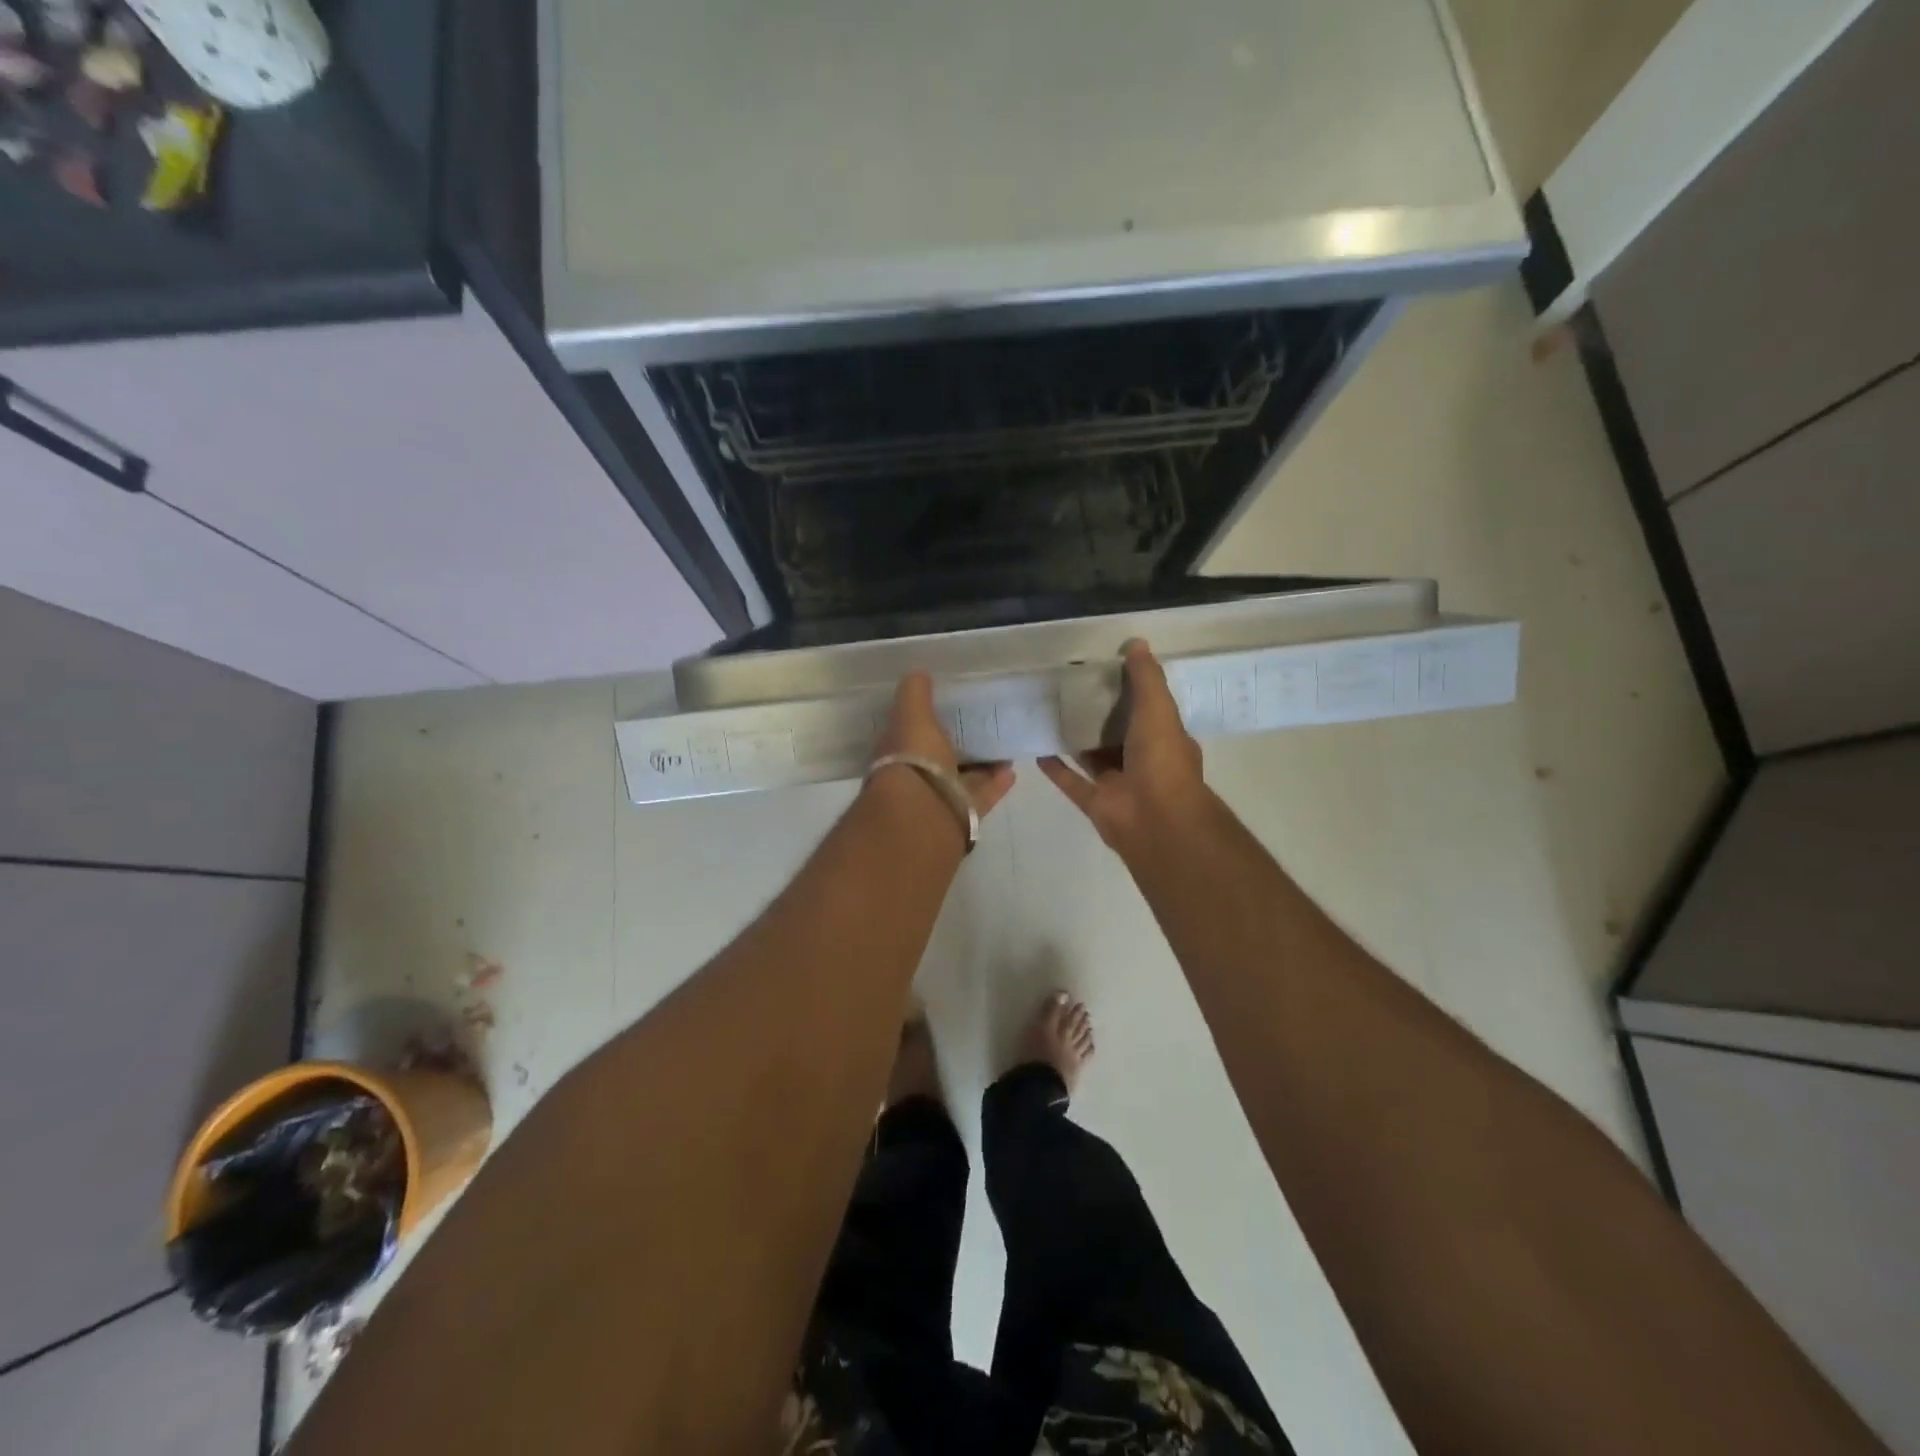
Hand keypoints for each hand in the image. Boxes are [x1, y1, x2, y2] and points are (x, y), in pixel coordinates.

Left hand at [872, 672, 1016, 818]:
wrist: (924, 810)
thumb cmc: (912, 757)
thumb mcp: (911, 714)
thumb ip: (915, 693)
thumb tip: (919, 673)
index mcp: (897, 751)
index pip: (911, 732)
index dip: (926, 720)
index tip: (948, 707)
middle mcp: (916, 775)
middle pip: (939, 756)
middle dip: (957, 743)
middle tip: (981, 725)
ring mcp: (940, 796)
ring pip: (964, 776)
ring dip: (982, 763)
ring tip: (1004, 745)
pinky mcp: (964, 813)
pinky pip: (983, 794)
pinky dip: (997, 782)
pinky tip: (1013, 769)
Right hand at [1039, 640, 1208, 855]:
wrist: (1156, 820)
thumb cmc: (1162, 760)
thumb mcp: (1158, 708)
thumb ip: (1146, 678)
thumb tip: (1136, 643)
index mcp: (1164, 739)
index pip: (1148, 710)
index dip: (1131, 691)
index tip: (1106, 670)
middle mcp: (1143, 761)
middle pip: (1118, 733)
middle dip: (1099, 714)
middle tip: (1071, 688)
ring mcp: (1118, 784)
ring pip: (1093, 757)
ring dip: (1076, 739)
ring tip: (1051, 714)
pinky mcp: (1095, 803)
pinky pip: (1071, 782)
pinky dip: (1056, 768)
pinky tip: (1038, 749)